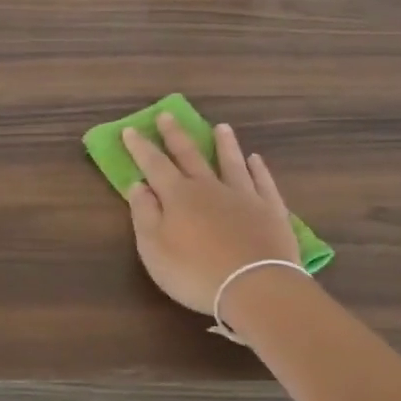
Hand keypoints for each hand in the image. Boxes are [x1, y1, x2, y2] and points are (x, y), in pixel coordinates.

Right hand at [124, 114, 299, 314]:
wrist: (256, 287)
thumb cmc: (196, 272)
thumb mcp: (154, 249)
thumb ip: (144, 214)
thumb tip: (138, 185)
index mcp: (178, 196)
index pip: (154, 164)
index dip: (140, 147)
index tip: (130, 129)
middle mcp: (210, 187)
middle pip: (190, 155)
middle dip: (175, 135)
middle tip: (167, 114)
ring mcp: (244, 196)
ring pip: (231, 162)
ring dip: (224, 144)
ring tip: (221, 127)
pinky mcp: (271, 210)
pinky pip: (263, 182)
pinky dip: (259, 169)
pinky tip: (256, 160)